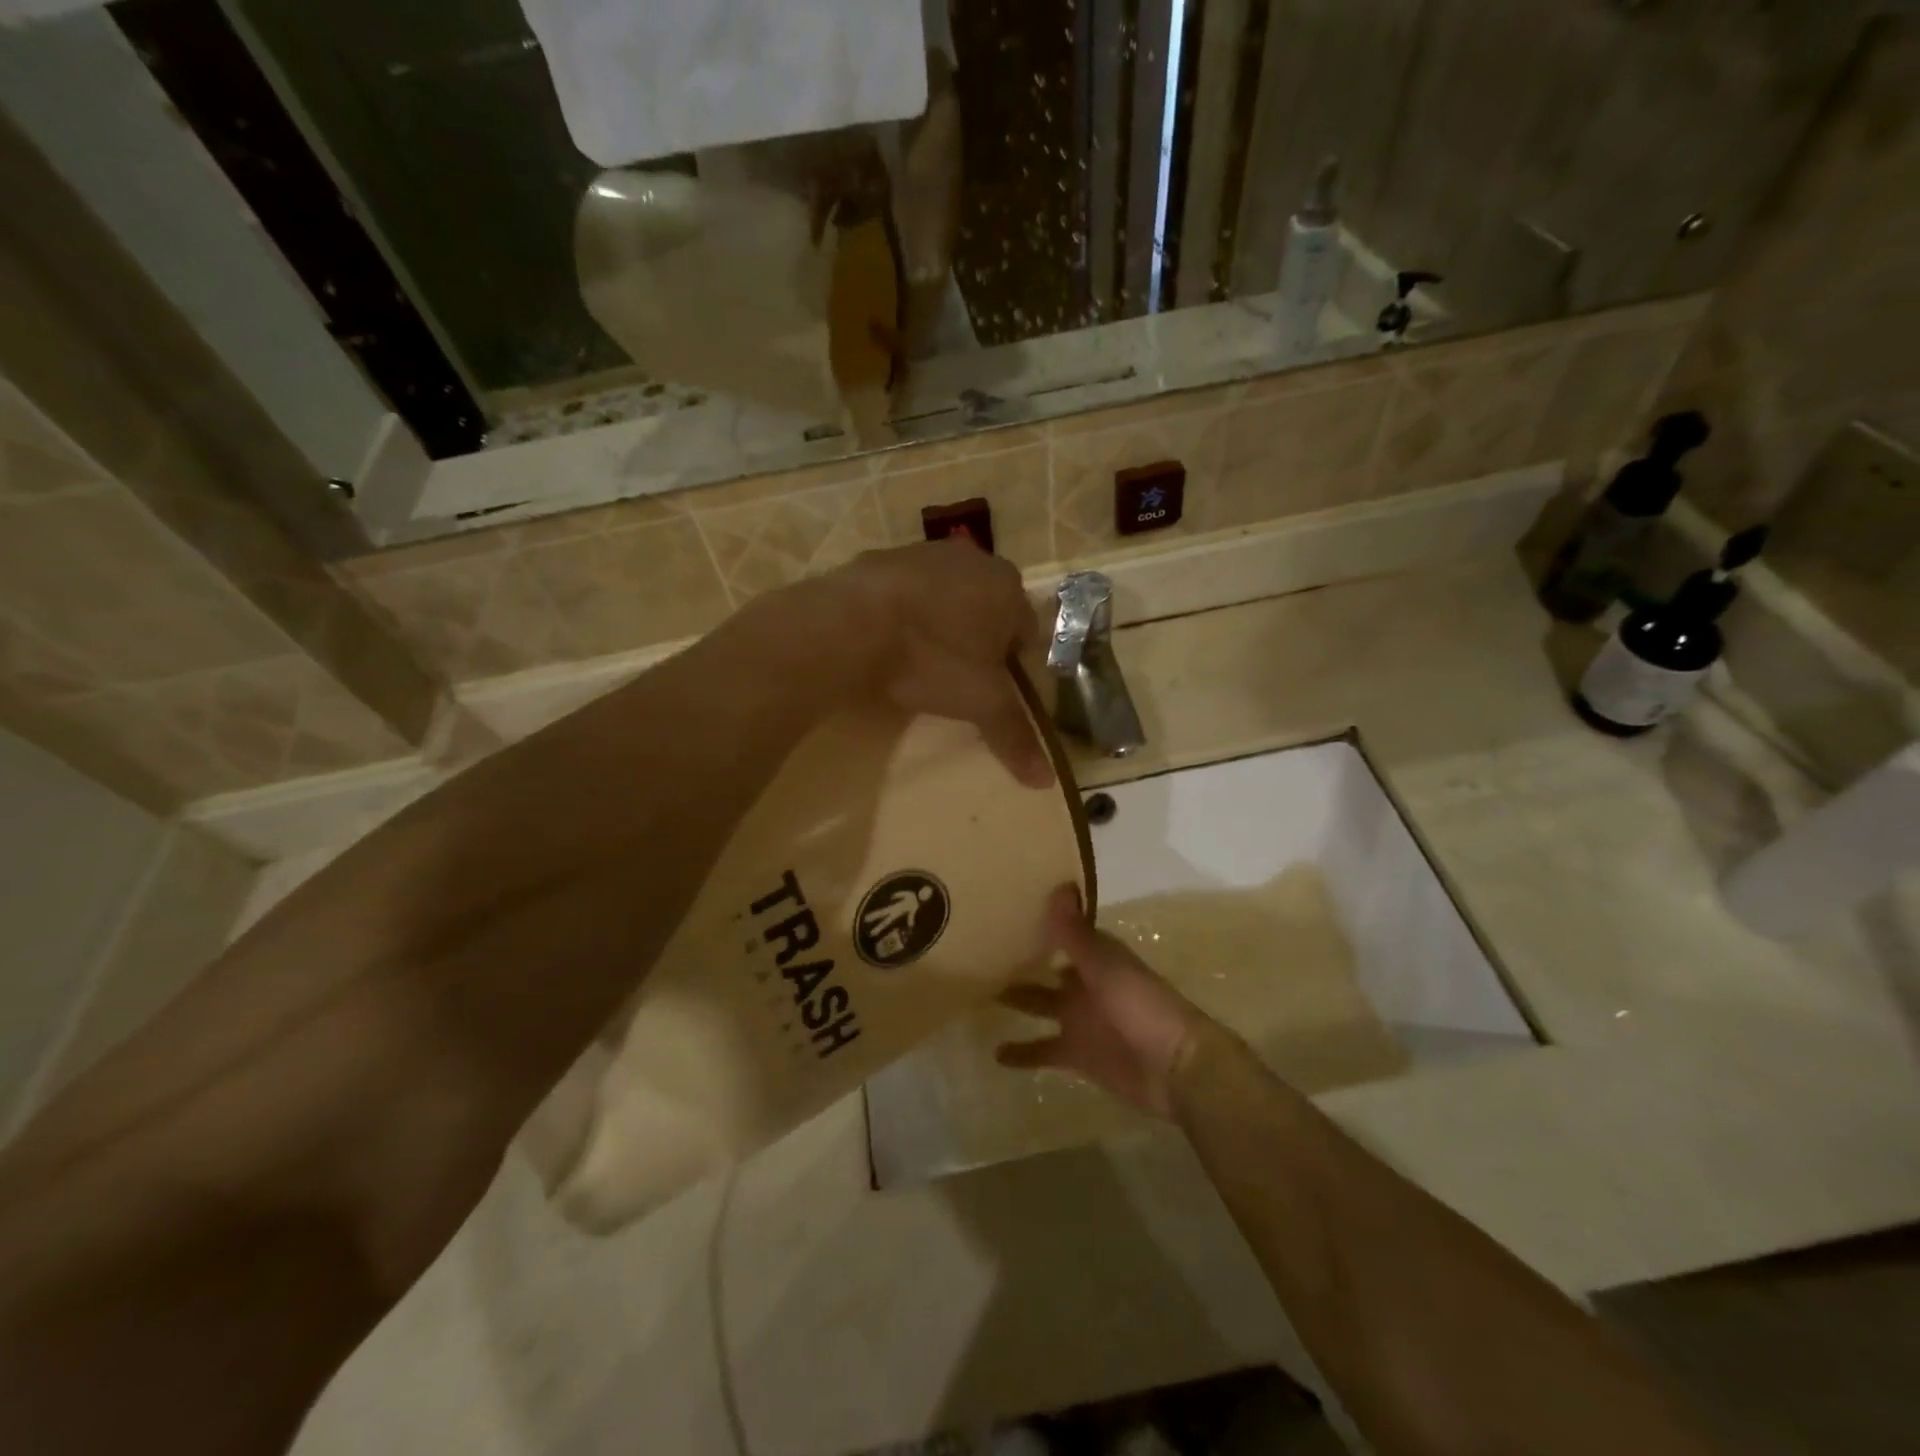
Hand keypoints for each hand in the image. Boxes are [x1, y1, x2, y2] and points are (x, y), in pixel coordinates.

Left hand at [811, 539, 1050, 786]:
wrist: (850, 625)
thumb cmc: (932, 659)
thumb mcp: (981, 703)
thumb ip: (1014, 736)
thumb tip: (1046, 780)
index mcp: (1008, 587)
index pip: (1027, 632)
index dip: (1014, 666)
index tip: (992, 691)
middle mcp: (974, 559)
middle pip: (988, 610)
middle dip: (978, 642)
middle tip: (958, 678)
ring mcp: (925, 553)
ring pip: (947, 597)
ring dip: (942, 625)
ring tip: (920, 661)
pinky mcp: (882, 558)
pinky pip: (907, 592)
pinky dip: (905, 614)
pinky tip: (889, 641)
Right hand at [996, 885, 1209, 1117]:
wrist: (1175, 1069)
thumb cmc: (1141, 1007)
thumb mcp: (1104, 965)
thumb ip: (1076, 932)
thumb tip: (1059, 884)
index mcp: (1097, 958)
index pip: (1064, 934)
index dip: (1039, 923)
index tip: (1006, 909)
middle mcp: (1086, 984)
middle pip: (1047, 969)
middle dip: (1021, 961)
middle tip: (980, 952)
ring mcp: (1081, 1021)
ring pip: (1041, 1005)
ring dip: (1017, 1002)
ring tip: (978, 995)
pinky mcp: (1078, 1055)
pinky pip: (1044, 1051)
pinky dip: (1023, 1053)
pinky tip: (996, 1054)